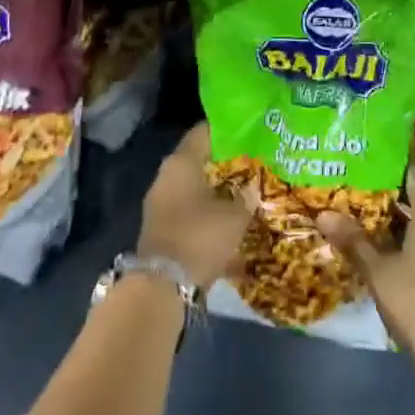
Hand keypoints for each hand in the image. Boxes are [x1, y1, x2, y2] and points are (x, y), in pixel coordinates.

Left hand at [136, 123, 250, 290]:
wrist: (163, 286)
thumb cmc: (200, 237)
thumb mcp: (235, 215)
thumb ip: (247, 196)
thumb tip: (255, 186)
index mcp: (181, 162)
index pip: (204, 131)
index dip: (228, 129)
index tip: (250, 129)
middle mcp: (167, 175)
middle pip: (198, 158)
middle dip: (224, 160)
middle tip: (253, 160)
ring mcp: (160, 201)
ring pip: (193, 184)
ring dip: (215, 186)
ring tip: (244, 188)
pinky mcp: (161, 226)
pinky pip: (188, 207)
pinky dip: (206, 208)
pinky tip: (228, 215)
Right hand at [319, 166, 414, 397]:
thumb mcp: (378, 271)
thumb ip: (353, 241)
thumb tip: (323, 214)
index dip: (396, 164)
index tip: (371, 156)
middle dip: (394, 190)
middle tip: (361, 181)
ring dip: (402, 215)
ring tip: (368, 208)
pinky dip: (411, 234)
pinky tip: (387, 241)